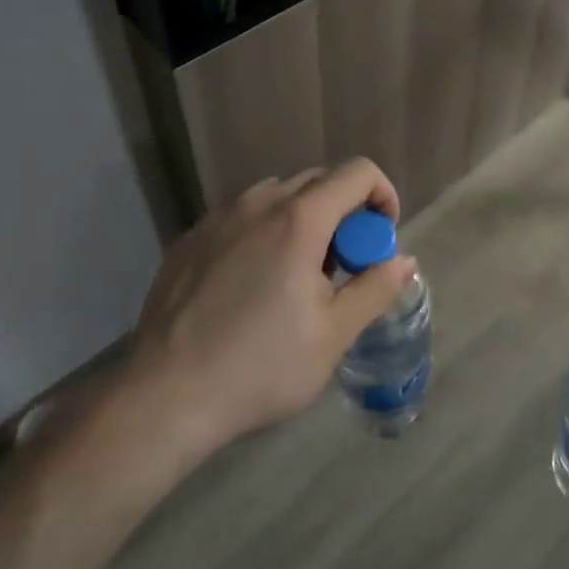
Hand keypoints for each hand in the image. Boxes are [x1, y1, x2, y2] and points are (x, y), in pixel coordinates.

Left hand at [123, 160, 417, 450]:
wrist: (164, 396)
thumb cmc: (260, 366)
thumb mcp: (332, 335)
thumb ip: (375, 288)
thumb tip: (404, 260)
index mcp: (299, 218)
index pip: (357, 172)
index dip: (382, 195)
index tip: (381, 238)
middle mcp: (259, 202)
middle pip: (319, 180)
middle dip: (344, 212)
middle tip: (342, 265)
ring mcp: (218, 216)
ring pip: (277, 196)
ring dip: (303, 220)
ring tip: (295, 276)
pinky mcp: (190, 237)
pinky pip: (241, 216)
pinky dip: (263, 232)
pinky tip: (250, 285)